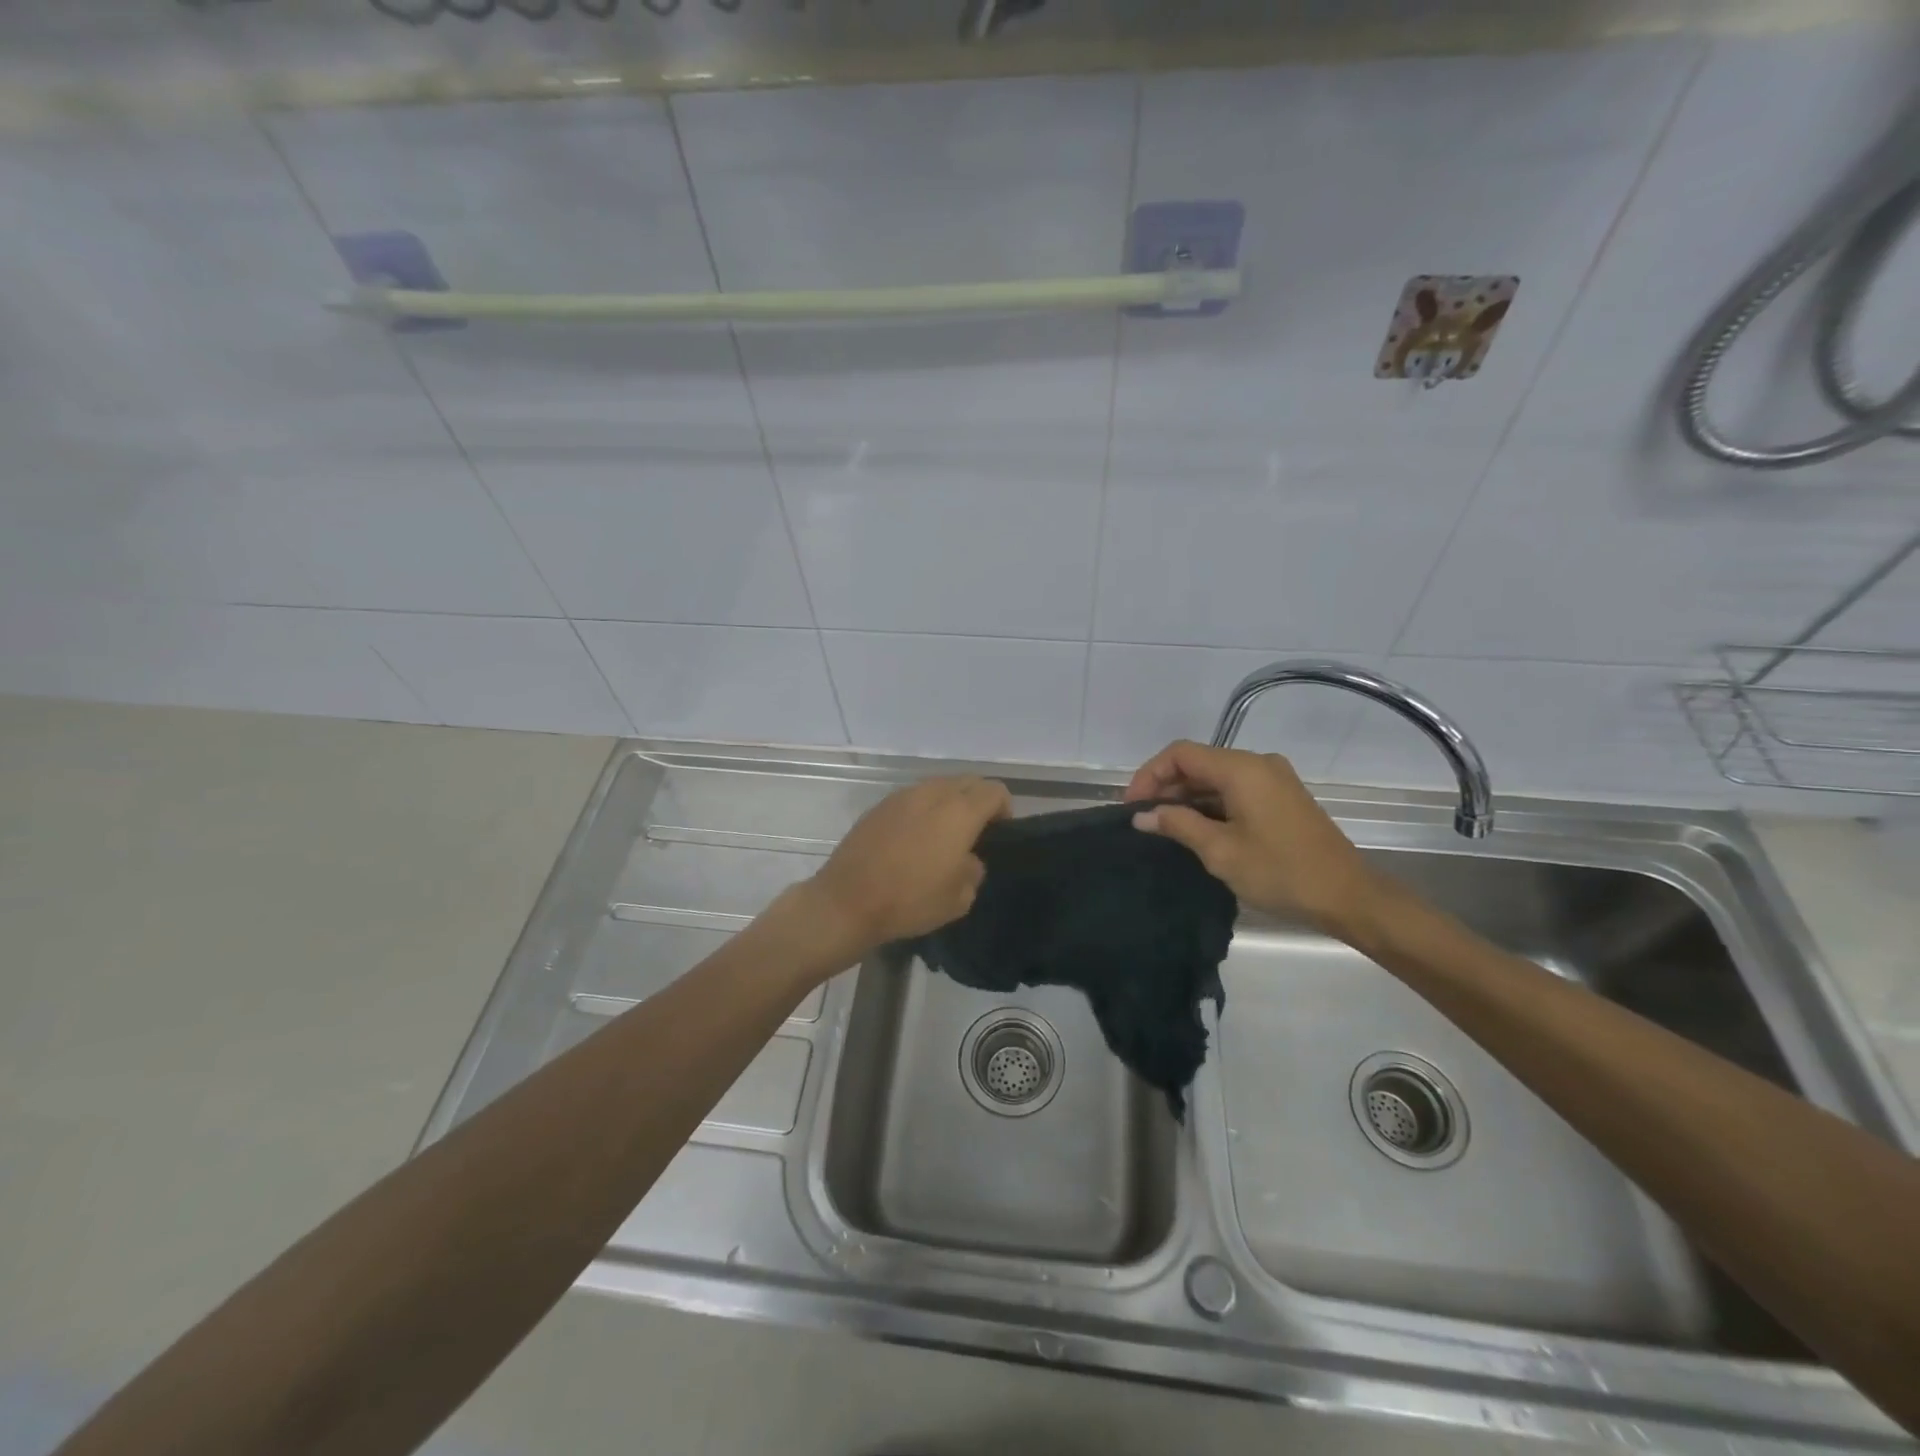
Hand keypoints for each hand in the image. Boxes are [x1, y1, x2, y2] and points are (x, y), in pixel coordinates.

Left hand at [805, 776, 1011, 952]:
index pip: (995, 791)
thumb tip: (967, 858)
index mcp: (959, 812)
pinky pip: (913, 798)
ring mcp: (902, 796)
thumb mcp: (959, 898)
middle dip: (978, 801)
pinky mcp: (879, 806)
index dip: (1004, 810)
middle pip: (967, 782)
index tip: (998, 835)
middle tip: (976, 833)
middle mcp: (932, 794)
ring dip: (949, 803)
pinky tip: (914, 839)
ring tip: (943, 835)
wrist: (847, 902)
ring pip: (938, 786)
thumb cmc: (910, 900)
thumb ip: (974, 870)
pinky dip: (923, 810)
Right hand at [1126, 740, 1384, 935]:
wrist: (1348, 896)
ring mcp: (1273, 779)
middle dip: (1166, 786)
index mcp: (1242, 769)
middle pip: (1198, 762)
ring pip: (1216, 776)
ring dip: (1188, 797)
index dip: (1150, 775)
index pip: (1181, 754)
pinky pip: (1235, 789)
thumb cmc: (1280, 872)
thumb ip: (1178, 825)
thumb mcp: (1220, 851)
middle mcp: (1258, 764)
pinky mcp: (1282, 797)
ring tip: (1165, 827)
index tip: (1133, 807)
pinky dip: (1211, 803)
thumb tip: (1142, 816)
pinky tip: (1197, 829)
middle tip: (1144, 820)